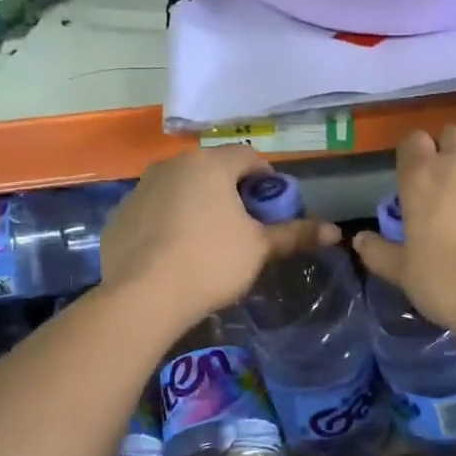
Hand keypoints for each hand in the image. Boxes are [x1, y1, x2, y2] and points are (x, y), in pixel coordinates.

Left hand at [100, 146, 339, 328]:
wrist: (140, 297)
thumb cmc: (210, 262)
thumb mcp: (259, 248)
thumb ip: (295, 234)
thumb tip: (336, 231)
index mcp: (209, 164)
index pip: (249, 157)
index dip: (267, 180)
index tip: (272, 209)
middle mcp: (172, 165)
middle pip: (213, 170)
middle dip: (232, 193)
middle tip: (244, 228)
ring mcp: (140, 188)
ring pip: (181, 189)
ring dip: (199, 205)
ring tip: (208, 243)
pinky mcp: (119, 215)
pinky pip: (155, 210)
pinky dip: (169, 222)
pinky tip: (174, 254)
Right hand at [353, 126, 455, 340]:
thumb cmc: (452, 283)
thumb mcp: (405, 275)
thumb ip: (380, 253)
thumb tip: (361, 240)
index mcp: (424, 177)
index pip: (412, 141)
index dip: (412, 156)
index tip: (412, 182)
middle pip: (452, 136)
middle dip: (447, 153)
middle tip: (445, 191)